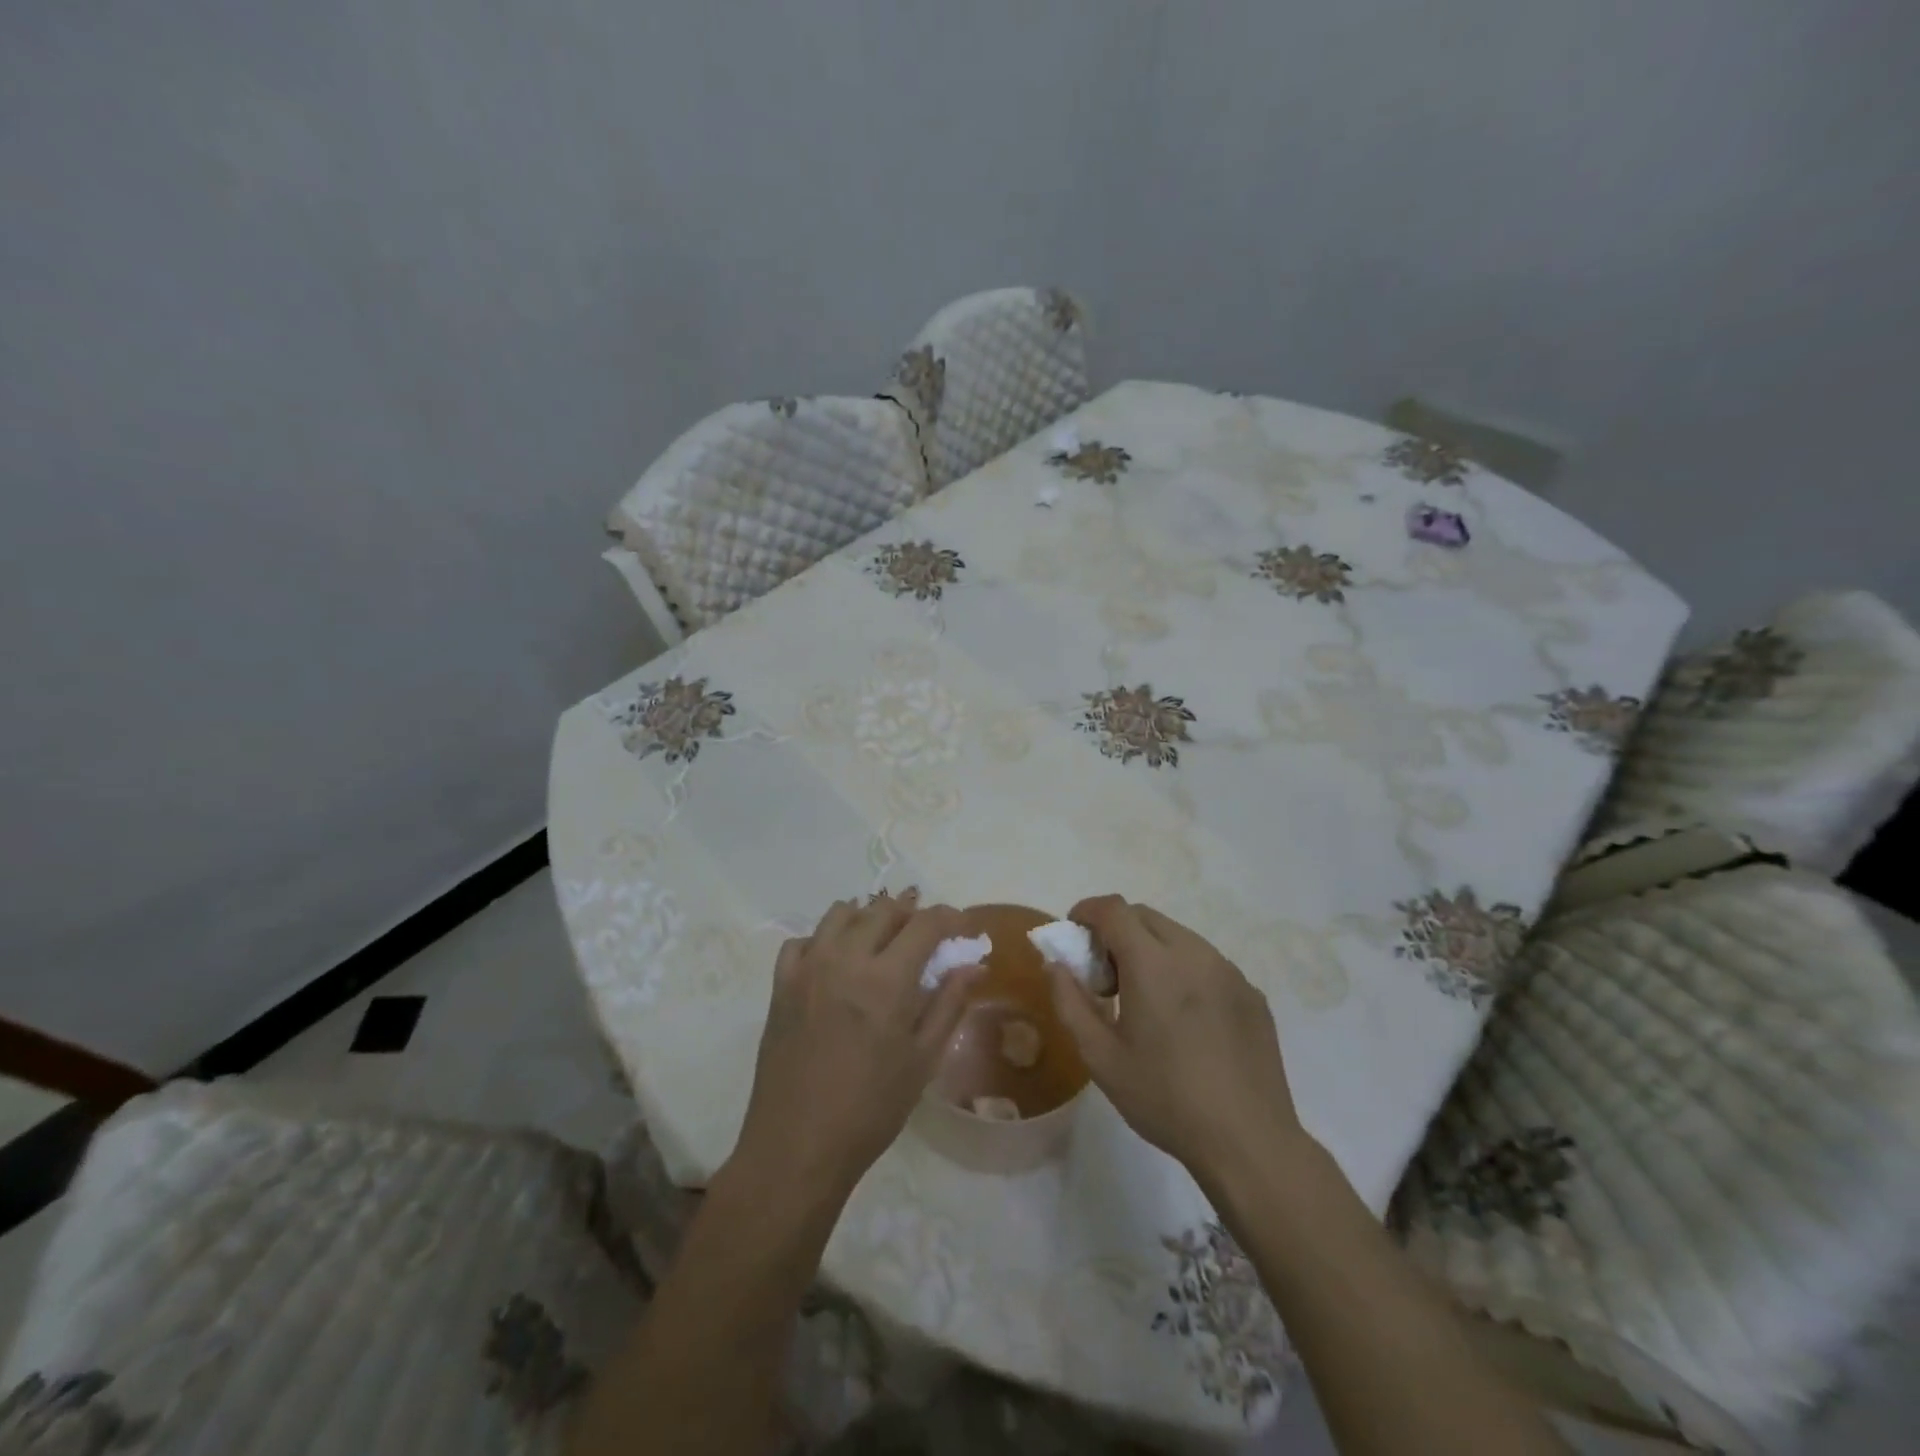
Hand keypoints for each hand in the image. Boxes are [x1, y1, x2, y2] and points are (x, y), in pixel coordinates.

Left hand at [732, 892, 977, 1206]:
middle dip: (911, 912)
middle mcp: (845, 959)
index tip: (964, 927)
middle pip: (883, 909)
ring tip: (882, 939)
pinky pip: (803, 940)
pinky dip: (825, 939)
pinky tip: (836, 961)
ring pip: (841, 913)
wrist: (797, 1146)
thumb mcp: (923, 1060)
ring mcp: (808, 968)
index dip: (951, 917)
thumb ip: (949, 1004)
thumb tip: (974, 965)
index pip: (925, 923)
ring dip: (868, 916)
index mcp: (886, 979)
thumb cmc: (871, 1109)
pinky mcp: (780, 984)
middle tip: (926, 934)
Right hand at [1047, 895, 1313, 1186]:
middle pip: (1145, 917)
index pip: (1113, 909)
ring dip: (1151, 949)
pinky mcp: (1252, 993)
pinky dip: (1184, 971)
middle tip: (1106, 976)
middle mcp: (1194, 953)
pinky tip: (1185, 1019)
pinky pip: (1207, 963)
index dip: (1087, 911)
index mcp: (1153, 963)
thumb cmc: (1164, 1098)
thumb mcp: (1100, 1057)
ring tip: (1146, 999)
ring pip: (1179, 936)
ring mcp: (1229, 971)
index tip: (1074, 935)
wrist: (1248, 1141)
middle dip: (1117, 931)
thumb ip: (1069, 1002)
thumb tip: (1055, 964)